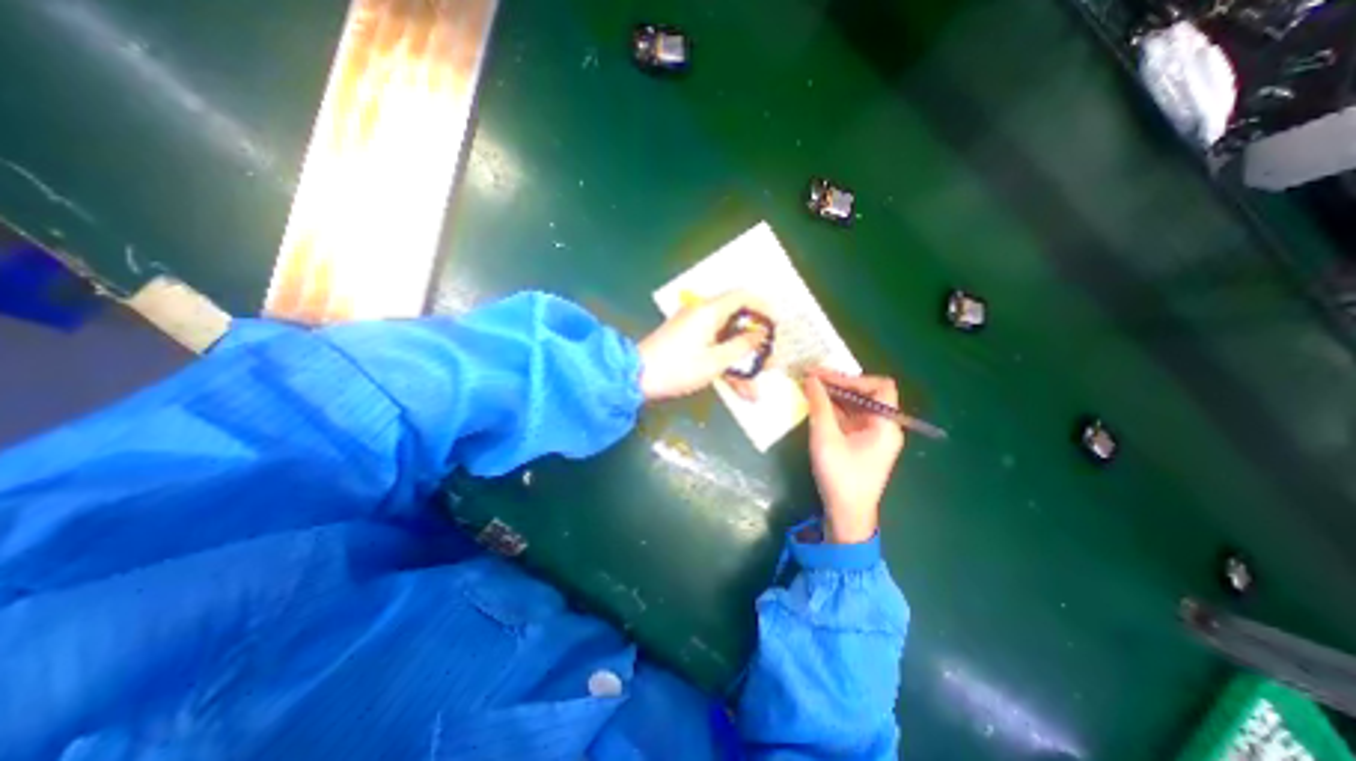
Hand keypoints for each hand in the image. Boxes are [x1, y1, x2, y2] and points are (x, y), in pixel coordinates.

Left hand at [640, 288, 773, 400]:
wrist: (635, 377)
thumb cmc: (677, 368)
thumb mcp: (715, 361)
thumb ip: (741, 346)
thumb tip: (760, 334)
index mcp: (709, 311)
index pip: (743, 296)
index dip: (764, 307)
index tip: (777, 325)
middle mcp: (702, 314)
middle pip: (737, 322)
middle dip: (755, 345)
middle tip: (770, 362)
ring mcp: (693, 328)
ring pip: (726, 341)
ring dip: (741, 363)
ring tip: (754, 389)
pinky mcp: (686, 341)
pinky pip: (713, 348)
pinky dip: (725, 365)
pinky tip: (737, 390)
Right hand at [797, 365, 903, 539]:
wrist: (847, 515)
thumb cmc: (841, 476)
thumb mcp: (826, 437)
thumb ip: (819, 405)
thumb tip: (811, 378)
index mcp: (885, 424)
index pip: (880, 387)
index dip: (853, 378)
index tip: (826, 378)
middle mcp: (883, 426)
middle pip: (866, 395)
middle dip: (838, 384)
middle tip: (811, 377)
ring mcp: (872, 436)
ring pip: (856, 406)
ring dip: (833, 396)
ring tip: (809, 388)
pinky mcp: (861, 444)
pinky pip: (849, 418)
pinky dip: (833, 409)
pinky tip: (815, 406)